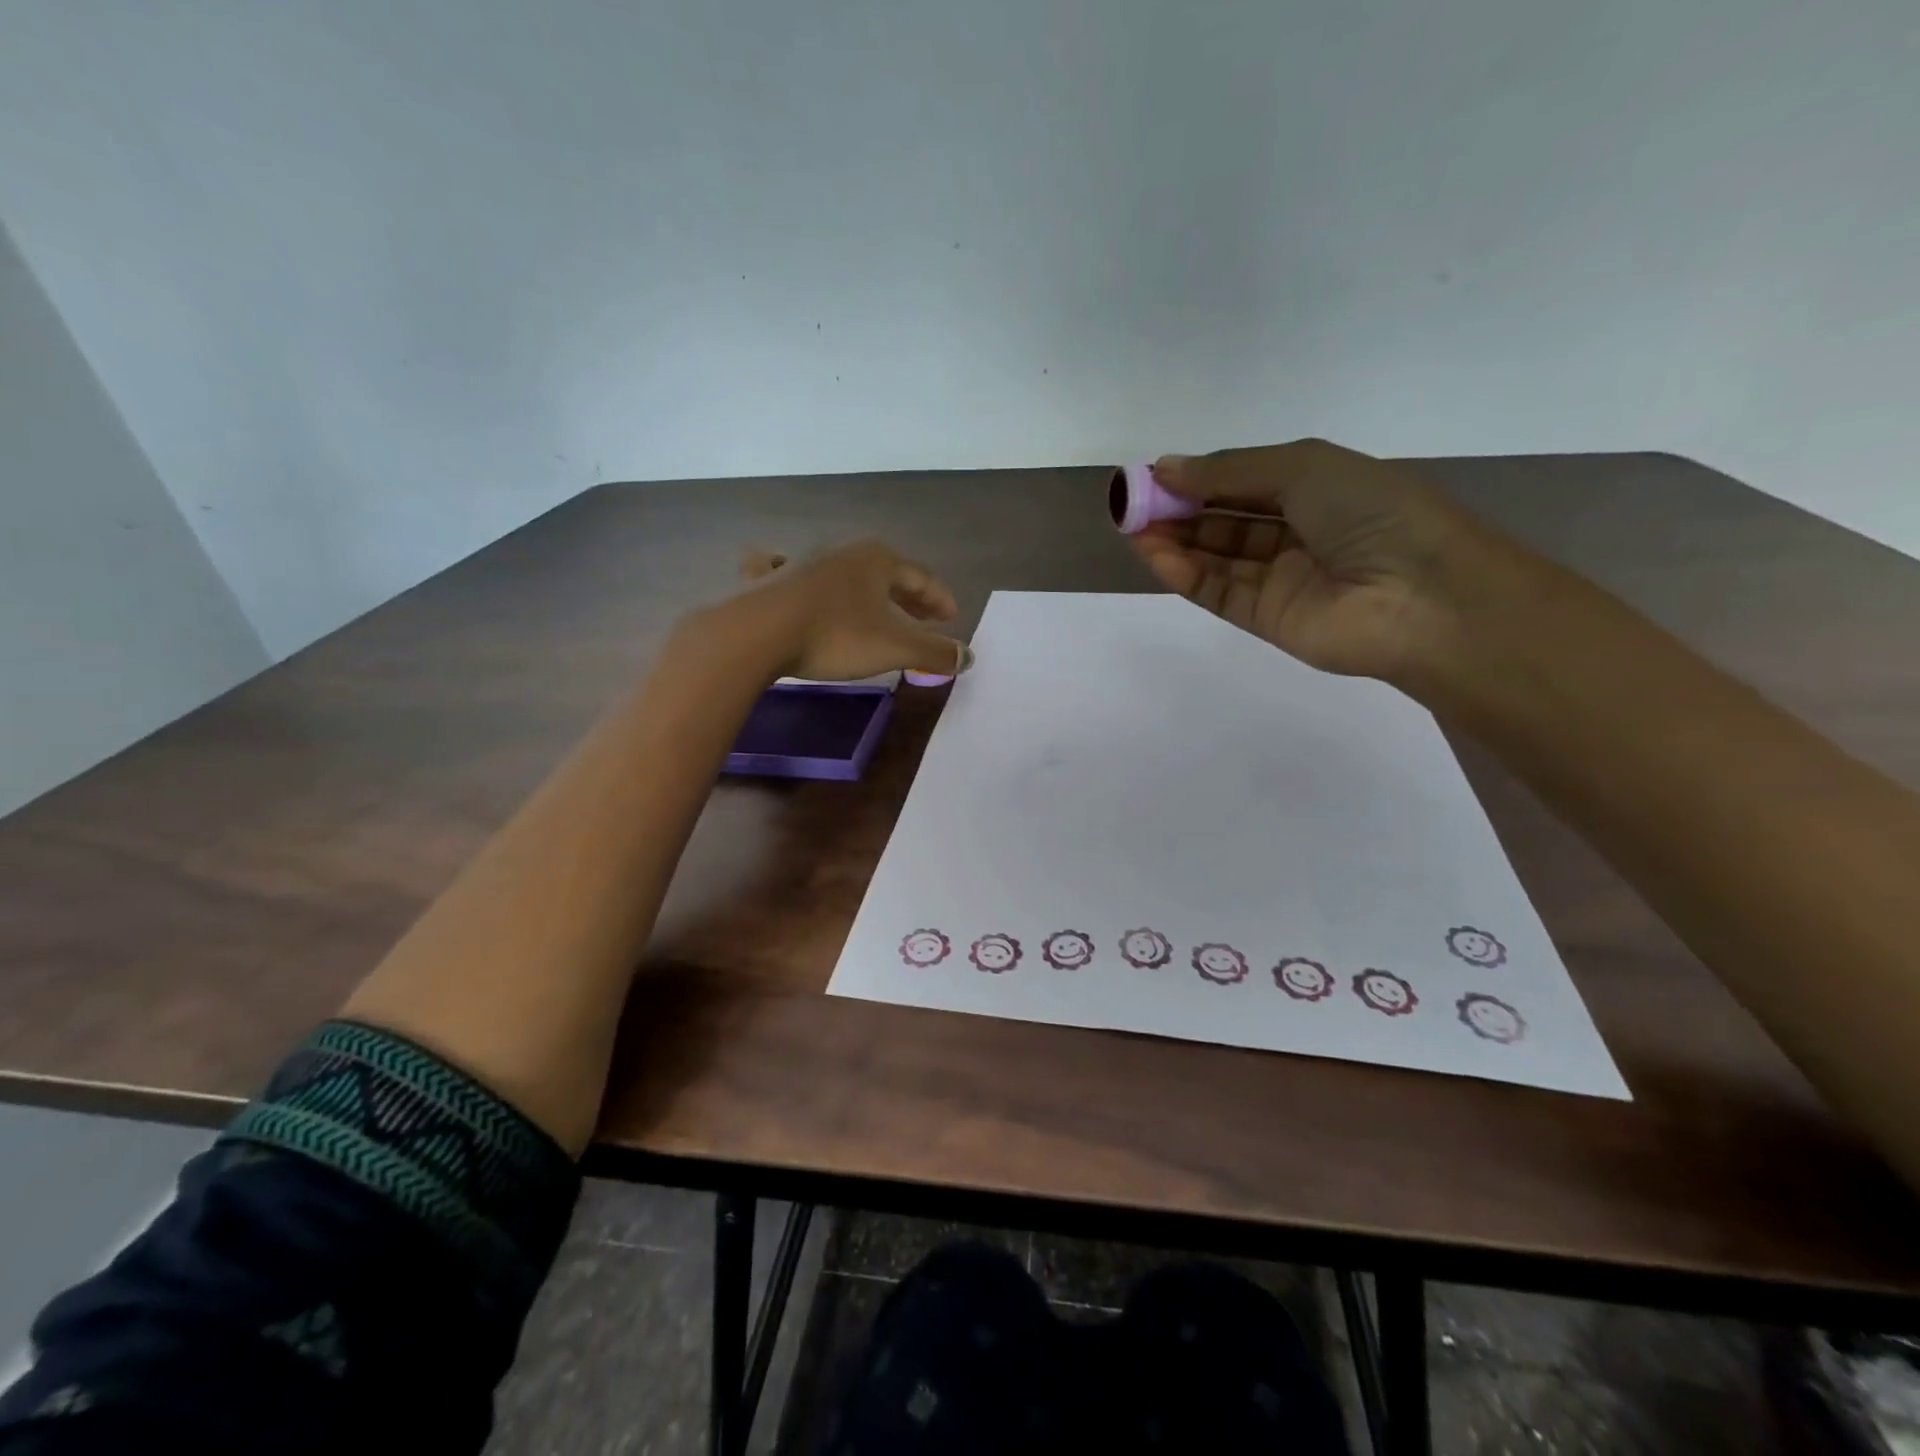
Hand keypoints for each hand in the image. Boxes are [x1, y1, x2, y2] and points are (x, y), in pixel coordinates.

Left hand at [700, 538, 969, 682]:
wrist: (757, 634)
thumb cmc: (835, 636)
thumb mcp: (894, 648)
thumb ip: (933, 652)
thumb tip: (967, 657)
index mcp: (877, 560)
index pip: (921, 577)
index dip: (940, 599)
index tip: (951, 620)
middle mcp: (842, 552)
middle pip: (886, 573)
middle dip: (908, 596)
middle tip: (925, 618)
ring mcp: (802, 562)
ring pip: (845, 574)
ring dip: (865, 594)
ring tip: (874, 611)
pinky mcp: (768, 580)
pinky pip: (788, 573)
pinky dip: (799, 578)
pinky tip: (787, 570)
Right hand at [1129, 439, 1517, 682]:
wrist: (1420, 596)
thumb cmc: (1371, 512)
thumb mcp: (1302, 468)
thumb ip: (1229, 472)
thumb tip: (1166, 467)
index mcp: (1316, 488)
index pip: (1244, 481)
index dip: (1199, 477)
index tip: (1153, 475)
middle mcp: (1297, 532)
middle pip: (1225, 520)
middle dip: (1179, 509)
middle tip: (1132, 503)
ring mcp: (1280, 578)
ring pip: (1216, 557)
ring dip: (1174, 540)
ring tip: (1132, 526)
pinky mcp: (1266, 618)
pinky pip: (1218, 591)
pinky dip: (1185, 573)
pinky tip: (1155, 554)